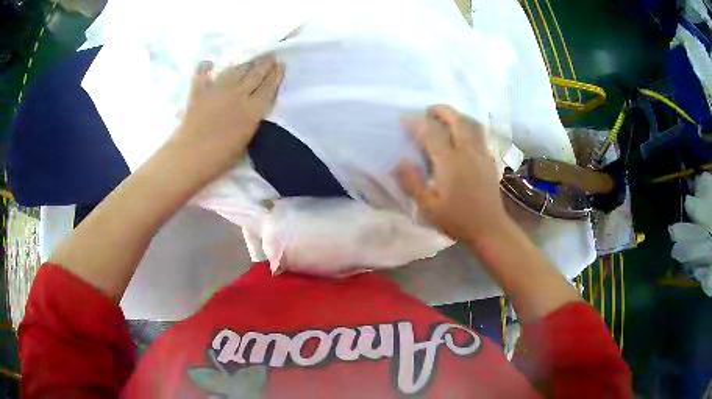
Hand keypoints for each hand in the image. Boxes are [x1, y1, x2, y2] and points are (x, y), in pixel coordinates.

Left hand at [168, 55, 284, 182]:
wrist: (190, 156)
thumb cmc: (220, 157)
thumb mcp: (245, 141)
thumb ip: (250, 120)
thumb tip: (251, 109)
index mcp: (251, 110)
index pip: (268, 88)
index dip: (276, 75)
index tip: (281, 64)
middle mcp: (237, 95)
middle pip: (254, 75)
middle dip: (264, 64)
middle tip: (270, 55)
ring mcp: (217, 90)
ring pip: (234, 71)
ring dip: (244, 64)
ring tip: (250, 59)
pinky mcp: (199, 92)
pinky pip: (202, 75)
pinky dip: (205, 68)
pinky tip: (208, 63)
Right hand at [396, 105, 511, 242]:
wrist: (489, 228)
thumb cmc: (457, 220)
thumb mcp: (428, 208)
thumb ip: (412, 183)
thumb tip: (399, 161)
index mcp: (449, 163)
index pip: (431, 133)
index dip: (416, 123)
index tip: (404, 120)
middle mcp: (467, 152)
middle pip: (456, 120)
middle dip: (441, 110)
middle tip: (429, 111)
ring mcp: (481, 154)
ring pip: (472, 124)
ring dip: (457, 116)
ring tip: (446, 118)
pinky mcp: (490, 160)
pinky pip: (480, 135)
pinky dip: (469, 127)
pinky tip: (462, 136)